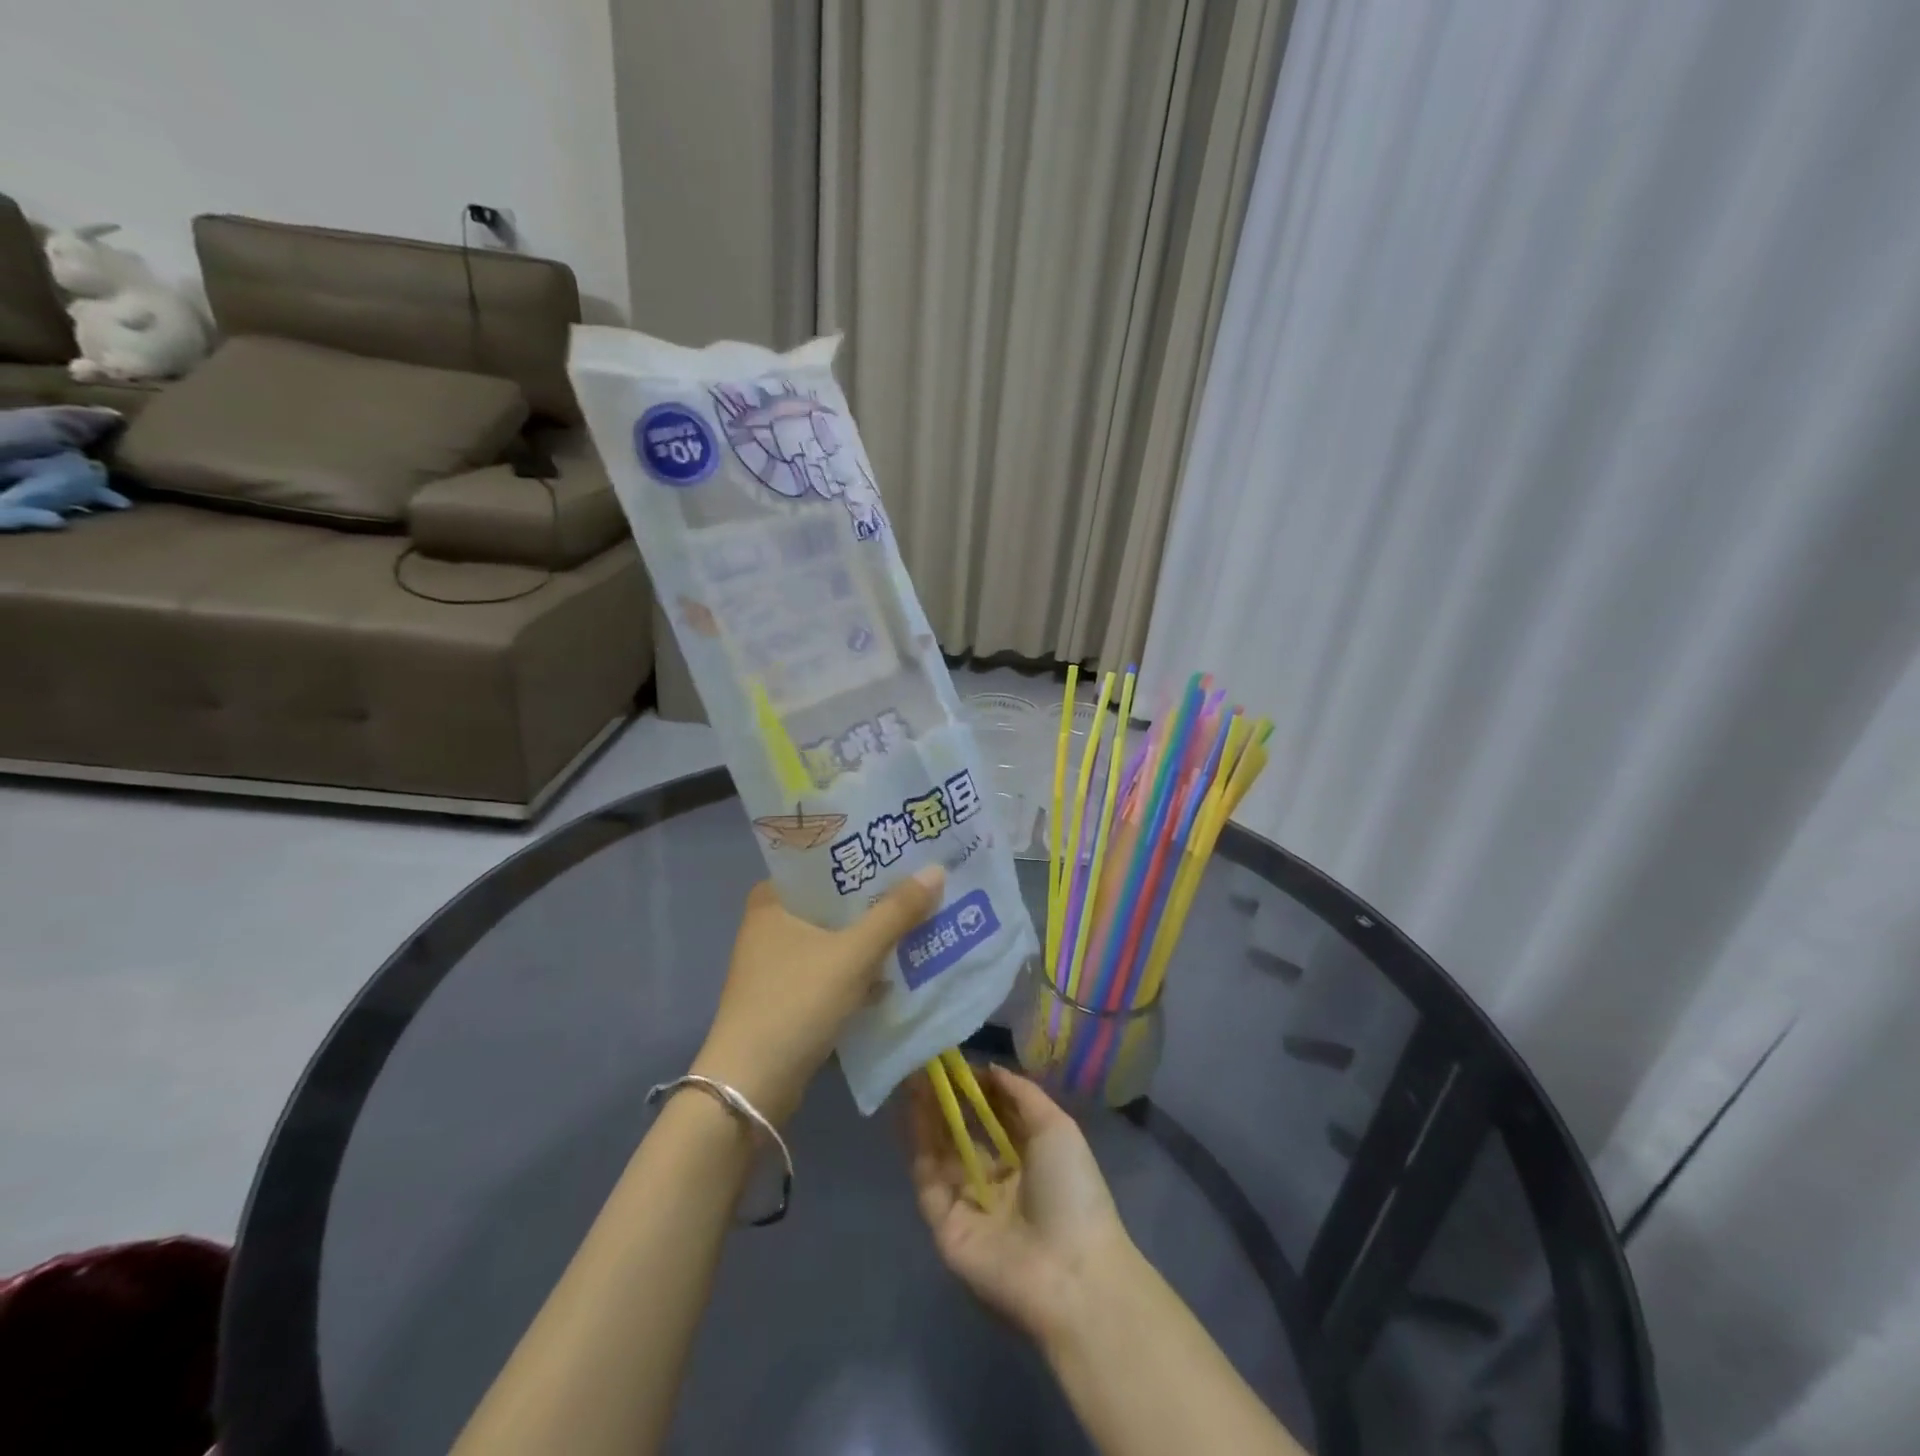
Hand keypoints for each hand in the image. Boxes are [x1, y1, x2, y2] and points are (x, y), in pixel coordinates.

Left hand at [693, 867, 942, 1123]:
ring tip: (919, 916)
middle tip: (921, 879)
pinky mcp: (789, 996)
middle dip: (875, 896)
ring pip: (836, 936)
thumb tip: (937, 869)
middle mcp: (771, 925)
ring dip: (872, 933)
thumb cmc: (795, 1003)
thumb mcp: (853, 954)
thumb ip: (896, 913)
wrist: (751, 1089)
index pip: (822, 861)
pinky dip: (861, 967)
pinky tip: (897, 966)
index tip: (901, 847)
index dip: (862, 853)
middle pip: (834, 900)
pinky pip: (833, 968)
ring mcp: (778, 964)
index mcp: (772, 900)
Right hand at [906, 1064, 1135, 1346]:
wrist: (1069, 1270)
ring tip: (913, 1072)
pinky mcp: (945, 1223)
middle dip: (946, 1097)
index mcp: (1028, 1159)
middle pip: (964, 1131)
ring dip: (927, 1112)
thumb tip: (989, 1068)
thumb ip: (1022, 1094)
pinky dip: (918, 1142)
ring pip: (941, 1150)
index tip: (956, 1057)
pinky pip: (928, 1177)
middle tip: (926, 1060)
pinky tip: (912, 1107)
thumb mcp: (1056, 1128)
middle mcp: (996, 1178)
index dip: (976, 1087)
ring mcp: (969, 1201)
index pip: (994, 1116)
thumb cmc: (1072, 1191)